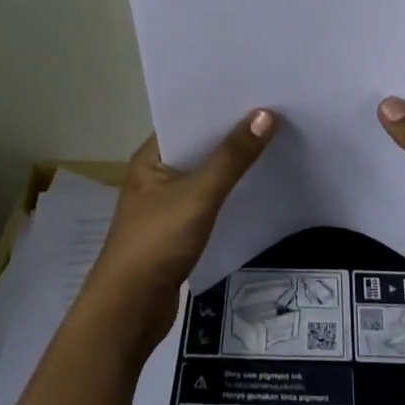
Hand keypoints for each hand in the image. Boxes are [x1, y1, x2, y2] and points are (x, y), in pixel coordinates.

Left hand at [83, 109, 276, 350]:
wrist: (128, 312)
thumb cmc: (156, 243)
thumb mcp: (198, 196)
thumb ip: (232, 157)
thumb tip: (265, 114)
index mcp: (151, 157)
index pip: (188, 119)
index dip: (220, 106)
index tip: (258, 92)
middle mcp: (156, 175)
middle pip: (200, 145)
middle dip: (233, 133)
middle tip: (276, 114)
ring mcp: (166, 204)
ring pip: (205, 175)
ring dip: (233, 164)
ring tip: (274, 142)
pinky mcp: (178, 230)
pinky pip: (209, 200)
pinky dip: (230, 192)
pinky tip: (257, 186)